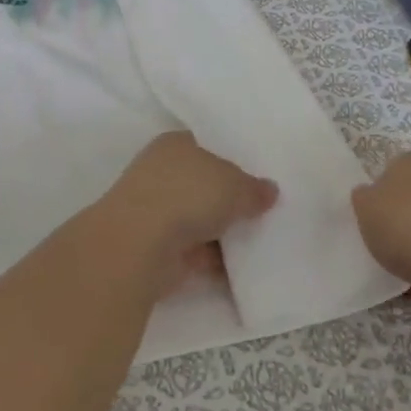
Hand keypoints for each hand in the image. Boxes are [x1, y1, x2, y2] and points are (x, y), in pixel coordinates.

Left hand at [83, 132, 277, 293]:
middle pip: (205, 183)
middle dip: (230, 197)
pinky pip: (198, 249)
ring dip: (224, 230)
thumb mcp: (234, 184)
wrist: (140, 245)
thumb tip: (270, 191)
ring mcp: (159, 212)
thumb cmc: (187, 194)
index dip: (233, 158)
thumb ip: (254, 188)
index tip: (260, 173)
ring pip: (200, 218)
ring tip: (264, 237)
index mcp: (175, 144)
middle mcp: (163, 173)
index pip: (208, 145)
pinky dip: (216, 258)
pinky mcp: (160, 248)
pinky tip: (246, 266)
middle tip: (267, 207)